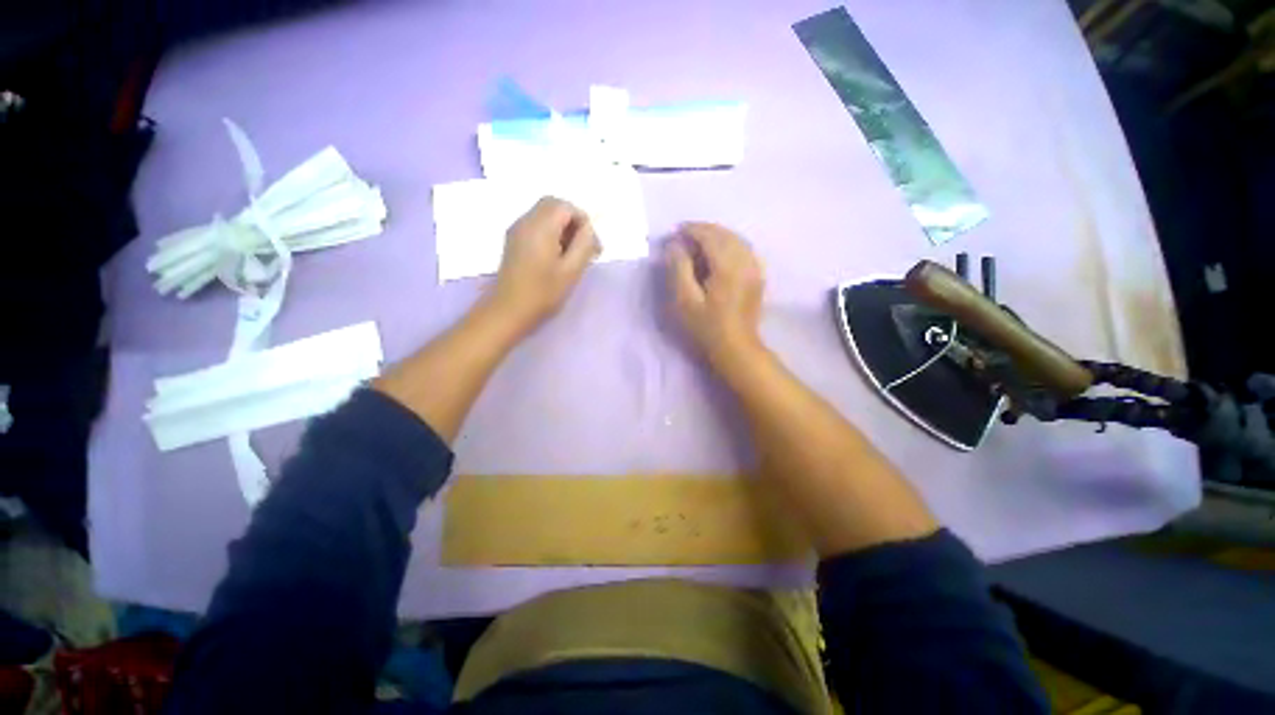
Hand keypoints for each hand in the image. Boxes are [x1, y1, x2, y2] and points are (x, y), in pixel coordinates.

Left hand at [485, 197, 600, 334]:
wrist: (509, 310)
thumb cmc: (543, 293)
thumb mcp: (571, 270)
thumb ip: (584, 245)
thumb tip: (589, 229)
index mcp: (540, 227)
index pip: (566, 206)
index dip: (583, 221)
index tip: (592, 245)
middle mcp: (526, 221)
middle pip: (553, 205)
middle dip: (572, 221)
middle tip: (584, 246)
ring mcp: (517, 230)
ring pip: (544, 214)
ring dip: (562, 227)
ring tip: (572, 254)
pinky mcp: (513, 241)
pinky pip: (536, 225)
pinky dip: (550, 233)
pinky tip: (556, 256)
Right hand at [667, 222, 766, 370]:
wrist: (736, 349)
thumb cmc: (706, 327)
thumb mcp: (685, 300)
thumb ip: (678, 268)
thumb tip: (675, 245)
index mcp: (728, 265)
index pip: (709, 235)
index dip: (691, 230)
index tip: (674, 232)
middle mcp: (746, 261)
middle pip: (724, 234)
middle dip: (703, 230)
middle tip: (683, 237)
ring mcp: (755, 268)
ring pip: (736, 239)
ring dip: (716, 236)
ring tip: (697, 242)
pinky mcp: (758, 276)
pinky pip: (744, 249)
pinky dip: (729, 244)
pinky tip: (719, 253)